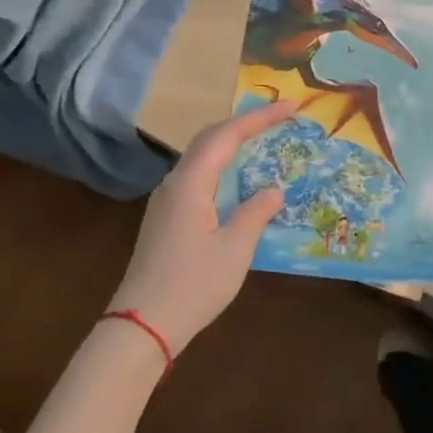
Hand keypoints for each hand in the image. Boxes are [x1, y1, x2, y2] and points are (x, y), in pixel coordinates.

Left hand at [111, 101, 295, 351]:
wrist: (142, 326)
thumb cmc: (193, 285)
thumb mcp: (235, 249)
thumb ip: (255, 213)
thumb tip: (272, 190)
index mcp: (190, 184)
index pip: (226, 136)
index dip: (259, 118)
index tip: (290, 106)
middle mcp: (174, 184)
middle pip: (209, 139)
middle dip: (244, 124)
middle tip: (279, 118)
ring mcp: (166, 202)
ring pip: (201, 158)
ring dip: (231, 144)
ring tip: (263, 141)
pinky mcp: (166, 219)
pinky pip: (197, 178)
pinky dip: (222, 167)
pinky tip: (238, 181)